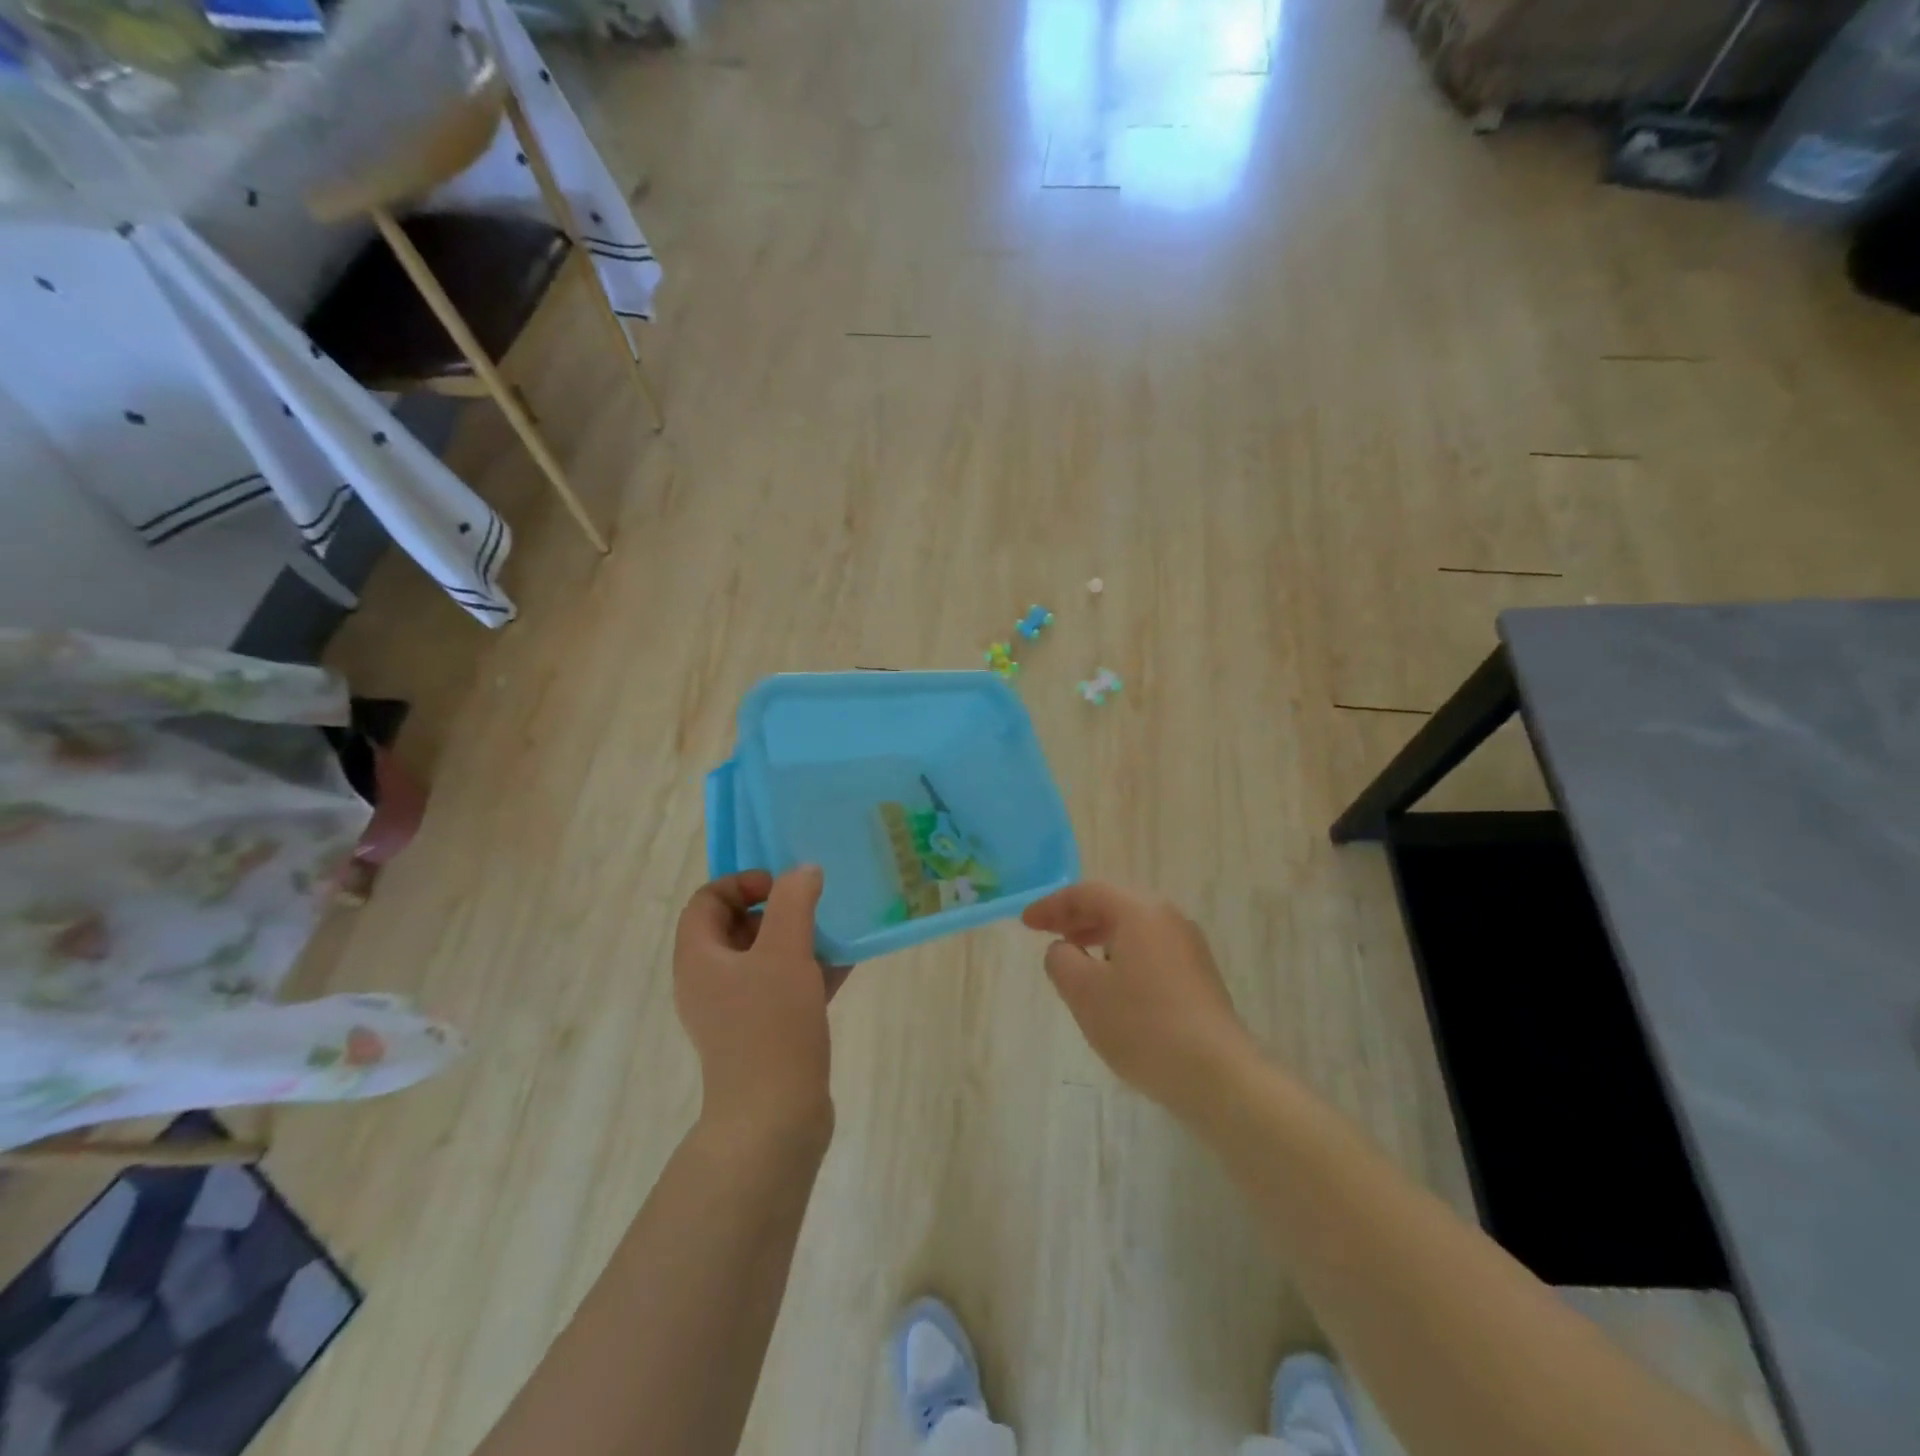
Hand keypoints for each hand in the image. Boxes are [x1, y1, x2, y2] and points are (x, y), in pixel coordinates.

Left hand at [673, 867, 848, 1143]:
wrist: (774, 1119)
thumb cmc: (771, 1026)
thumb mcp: (785, 952)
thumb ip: (794, 901)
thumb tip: (804, 872)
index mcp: (699, 958)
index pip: (707, 900)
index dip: (742, 883)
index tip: (782, 887)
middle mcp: (709, 982)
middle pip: (735, 926)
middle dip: (775, 910)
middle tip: (811, 908)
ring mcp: (734, 1011)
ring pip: (763, 958)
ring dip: (796, 938)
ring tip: (833, 930)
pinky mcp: (761, 1033)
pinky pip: (782, 987)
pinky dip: (807, 970)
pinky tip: (844, 964)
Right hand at [1023, 881, 1256, 1114]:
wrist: (1215, 1074)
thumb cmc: (1142, 1025)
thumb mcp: (1084, 992)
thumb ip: (1061, 960)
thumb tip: (1063, 949)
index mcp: (1140, 910)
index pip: (1088, 892)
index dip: (1052, 905)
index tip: (1026, 923)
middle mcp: (1168, 917)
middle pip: (1114, 904)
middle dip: (1076, 917)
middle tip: (1047, 934)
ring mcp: (1188, 946)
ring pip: (1133, 927)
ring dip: (1099, 936)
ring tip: (1075, 959)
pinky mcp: (1199, 974)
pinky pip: (1150, 949)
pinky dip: (1122, 954)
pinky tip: (1111, 985)